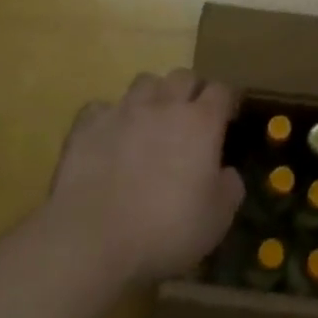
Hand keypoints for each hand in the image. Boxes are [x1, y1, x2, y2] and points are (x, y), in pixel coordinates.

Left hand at [48, 70, 244, 286]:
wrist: (92, 240)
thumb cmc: (165, 231)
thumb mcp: (216, 221)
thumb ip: (229, 189)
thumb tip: (228, 173)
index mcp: (201, 122)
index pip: (222, 90)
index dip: (226, 101)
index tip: (226, 118)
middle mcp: (164, 105)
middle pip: (183, 76)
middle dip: (191, 91)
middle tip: (190, 118)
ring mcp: (123, 110)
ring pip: (145, 81)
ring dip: (153, 96)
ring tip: (150, 121)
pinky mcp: (87, 125)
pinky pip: (102, 107)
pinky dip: (109, 117)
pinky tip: (109, 137)